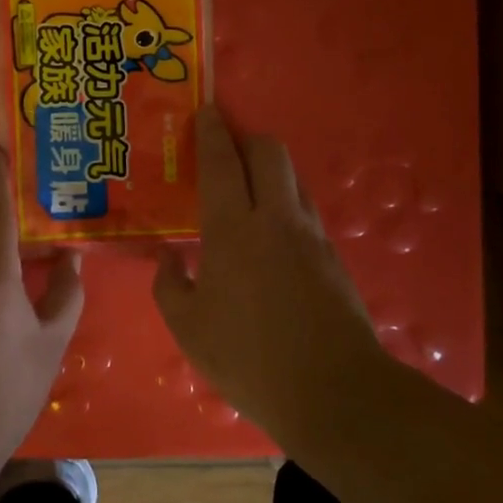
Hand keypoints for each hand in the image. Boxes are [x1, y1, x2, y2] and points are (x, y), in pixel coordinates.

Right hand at [152, 105, 383, 436]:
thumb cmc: (249, 358)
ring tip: (248, 190)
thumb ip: (169, 285)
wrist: (335, 393)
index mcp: (233, 230)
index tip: (206, 110)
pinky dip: (286, 205)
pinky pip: (306, 211)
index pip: (221, 163)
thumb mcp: (189, 329)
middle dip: (248, 139)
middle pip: (270, 152)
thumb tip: (167, 257)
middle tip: (225, 150)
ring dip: (270, 171)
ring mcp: (311, 235)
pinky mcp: (333, 257)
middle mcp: (276, 219)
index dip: (212, 132)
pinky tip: (272, 236)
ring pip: (293, 178)